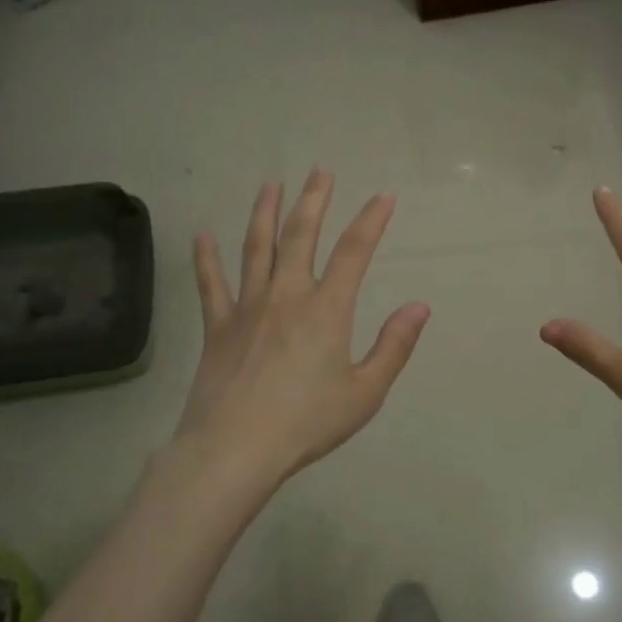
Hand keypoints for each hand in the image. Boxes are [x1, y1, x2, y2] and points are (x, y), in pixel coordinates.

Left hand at [173, 169, 430, 498]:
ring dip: (265, 213)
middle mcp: (287, 295)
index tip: (384, 196)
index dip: (371, 220)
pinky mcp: (217, 327)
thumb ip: (394, 346)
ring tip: (271, 185)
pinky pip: (210, 284)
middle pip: (301, 235)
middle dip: (314, 200)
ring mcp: (247, 307)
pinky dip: (206, 258)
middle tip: (320, 171)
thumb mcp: (365, 393)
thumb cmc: (306, 423)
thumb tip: (419, 307)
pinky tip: (202, 235)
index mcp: (327, 310)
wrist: (235, 449)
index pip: (354, 252)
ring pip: (256, 248)